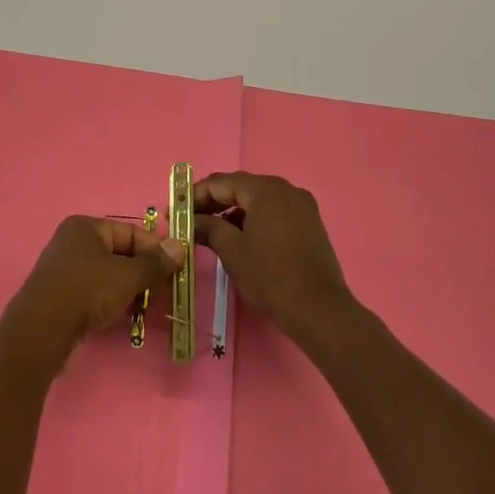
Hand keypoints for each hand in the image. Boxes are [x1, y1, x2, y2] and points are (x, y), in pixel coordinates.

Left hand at [5, 216, 185, 368]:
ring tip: (146, 309)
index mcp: (86, 227)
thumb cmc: (87, 290)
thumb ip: (155, 263)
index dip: (154, 249)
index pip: (130, 232)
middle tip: (164, 293)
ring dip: (129, 290)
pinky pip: (94, 293)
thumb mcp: (127, 276)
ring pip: (107, 276)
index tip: (174, 270)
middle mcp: (73, 243)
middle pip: (119, 254)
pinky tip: (123, 318)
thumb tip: (180, 246)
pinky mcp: (61, 296)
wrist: (43, 329)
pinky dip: (111, 302)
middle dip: (142, 273)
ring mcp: (65, 270)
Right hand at [194, 172, 351, 339]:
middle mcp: (285, 189)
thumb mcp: (233, 251)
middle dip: (212, 202)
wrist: (320, 311)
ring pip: (257, 200)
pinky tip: (239, 237)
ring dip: (232, 211)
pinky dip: (253, 219)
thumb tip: (190, 221)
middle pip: (240, 187)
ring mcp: (301, 205)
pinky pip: (273, 211)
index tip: (174, 212)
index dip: (194, 195)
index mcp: (265, 190)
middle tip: (188, 220)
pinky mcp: (309, 223)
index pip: (220, 182)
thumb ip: (208, 228)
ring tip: (210, 230)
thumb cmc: (272, 277)